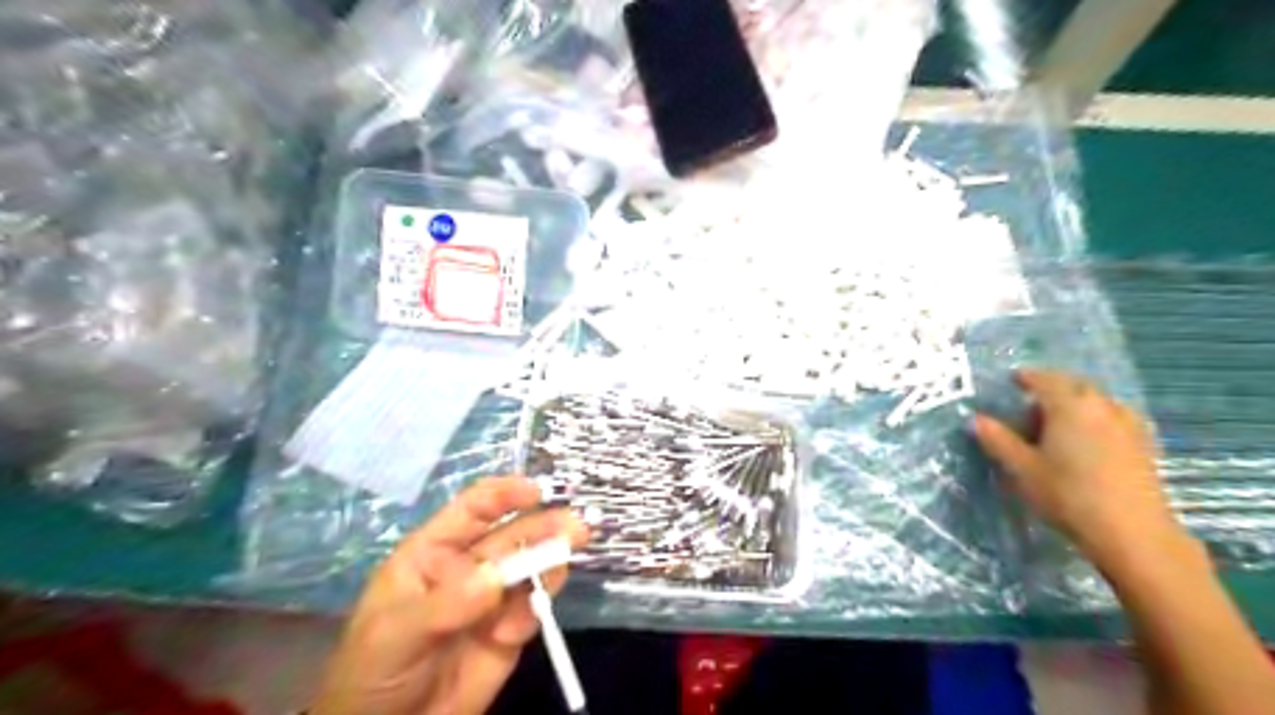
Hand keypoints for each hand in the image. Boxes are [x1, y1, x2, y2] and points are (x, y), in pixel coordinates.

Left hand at [309, 474, 589, 714]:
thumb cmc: (372, 672)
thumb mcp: (397, 634)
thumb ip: (446, 604)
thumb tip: (494, 577)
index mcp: (436, 552)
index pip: (473, 509)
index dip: (505, 495)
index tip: (536, 492)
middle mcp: (470, 567)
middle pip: (513, 536)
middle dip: (545, 527)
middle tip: (576, 528)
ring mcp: (493, 598)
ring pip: (531, 568)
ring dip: (551, 562)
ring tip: (563, 564)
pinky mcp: (510, 630)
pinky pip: (534, 609)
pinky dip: (537, 611)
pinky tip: (517, 631)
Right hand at [977, 372, 1185, 572]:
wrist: (1132, 533)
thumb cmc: (1068, 494)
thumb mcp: (1022, 469)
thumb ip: (998, 440)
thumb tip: (976, 419)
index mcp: (1069, 406)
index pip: (1044, 379)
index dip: (1025, 378)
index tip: (1011, 381)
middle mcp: (1102, 406)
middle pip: (1073, 386)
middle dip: (1051, 391)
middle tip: (1028, 410)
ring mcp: (1128, 424)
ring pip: (1096, 402)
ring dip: (1074, 405)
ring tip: (1056, 427)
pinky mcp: (1143, 445)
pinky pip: (1112, 418)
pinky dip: (1094, 420)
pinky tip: (1085, 443)